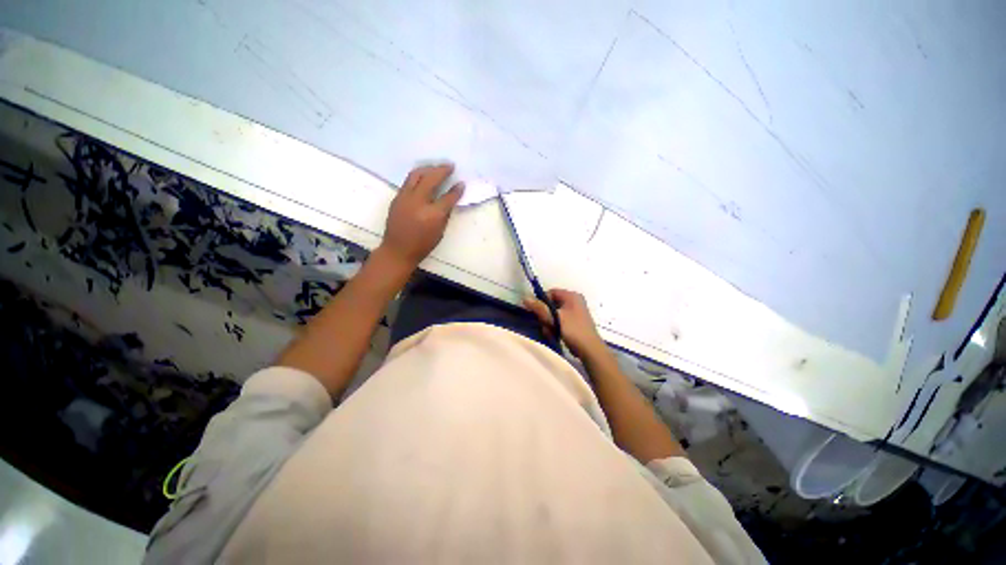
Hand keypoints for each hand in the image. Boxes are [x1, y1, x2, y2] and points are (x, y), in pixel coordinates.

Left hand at [380, 163, 463, 267]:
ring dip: (428, 169)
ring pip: (416, 175)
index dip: (456, 190)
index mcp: (433, 214)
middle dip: (442, 170)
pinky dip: (418, 176)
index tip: (461, 183)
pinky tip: (423, 177)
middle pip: (431, 179)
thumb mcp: (439, 232)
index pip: (448, 197)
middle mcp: (418, 202)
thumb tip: (449, 200)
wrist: (398, 249)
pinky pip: (408, 181)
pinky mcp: (397, 197)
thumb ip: (445, 214)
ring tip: (436, 167)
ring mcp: (405, 198)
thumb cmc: (422, 245)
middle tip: (450, 166)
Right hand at [524, 288, 607, 359]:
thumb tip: (525, 298)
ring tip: (551, 332)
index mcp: (572, 296)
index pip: (551, 292)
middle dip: (546, 316)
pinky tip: (555, 335)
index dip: (542, 301)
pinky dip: (555, 327)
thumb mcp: (554, 318)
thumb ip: (539, 308)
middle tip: (546, 325)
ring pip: (554, 314)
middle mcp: (574, 301)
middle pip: (552, 304)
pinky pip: (559, 321)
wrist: (590, 349)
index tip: (536, 312)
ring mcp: (575, 312)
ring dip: (549, 323)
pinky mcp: (574, 322)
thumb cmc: (573, 330)